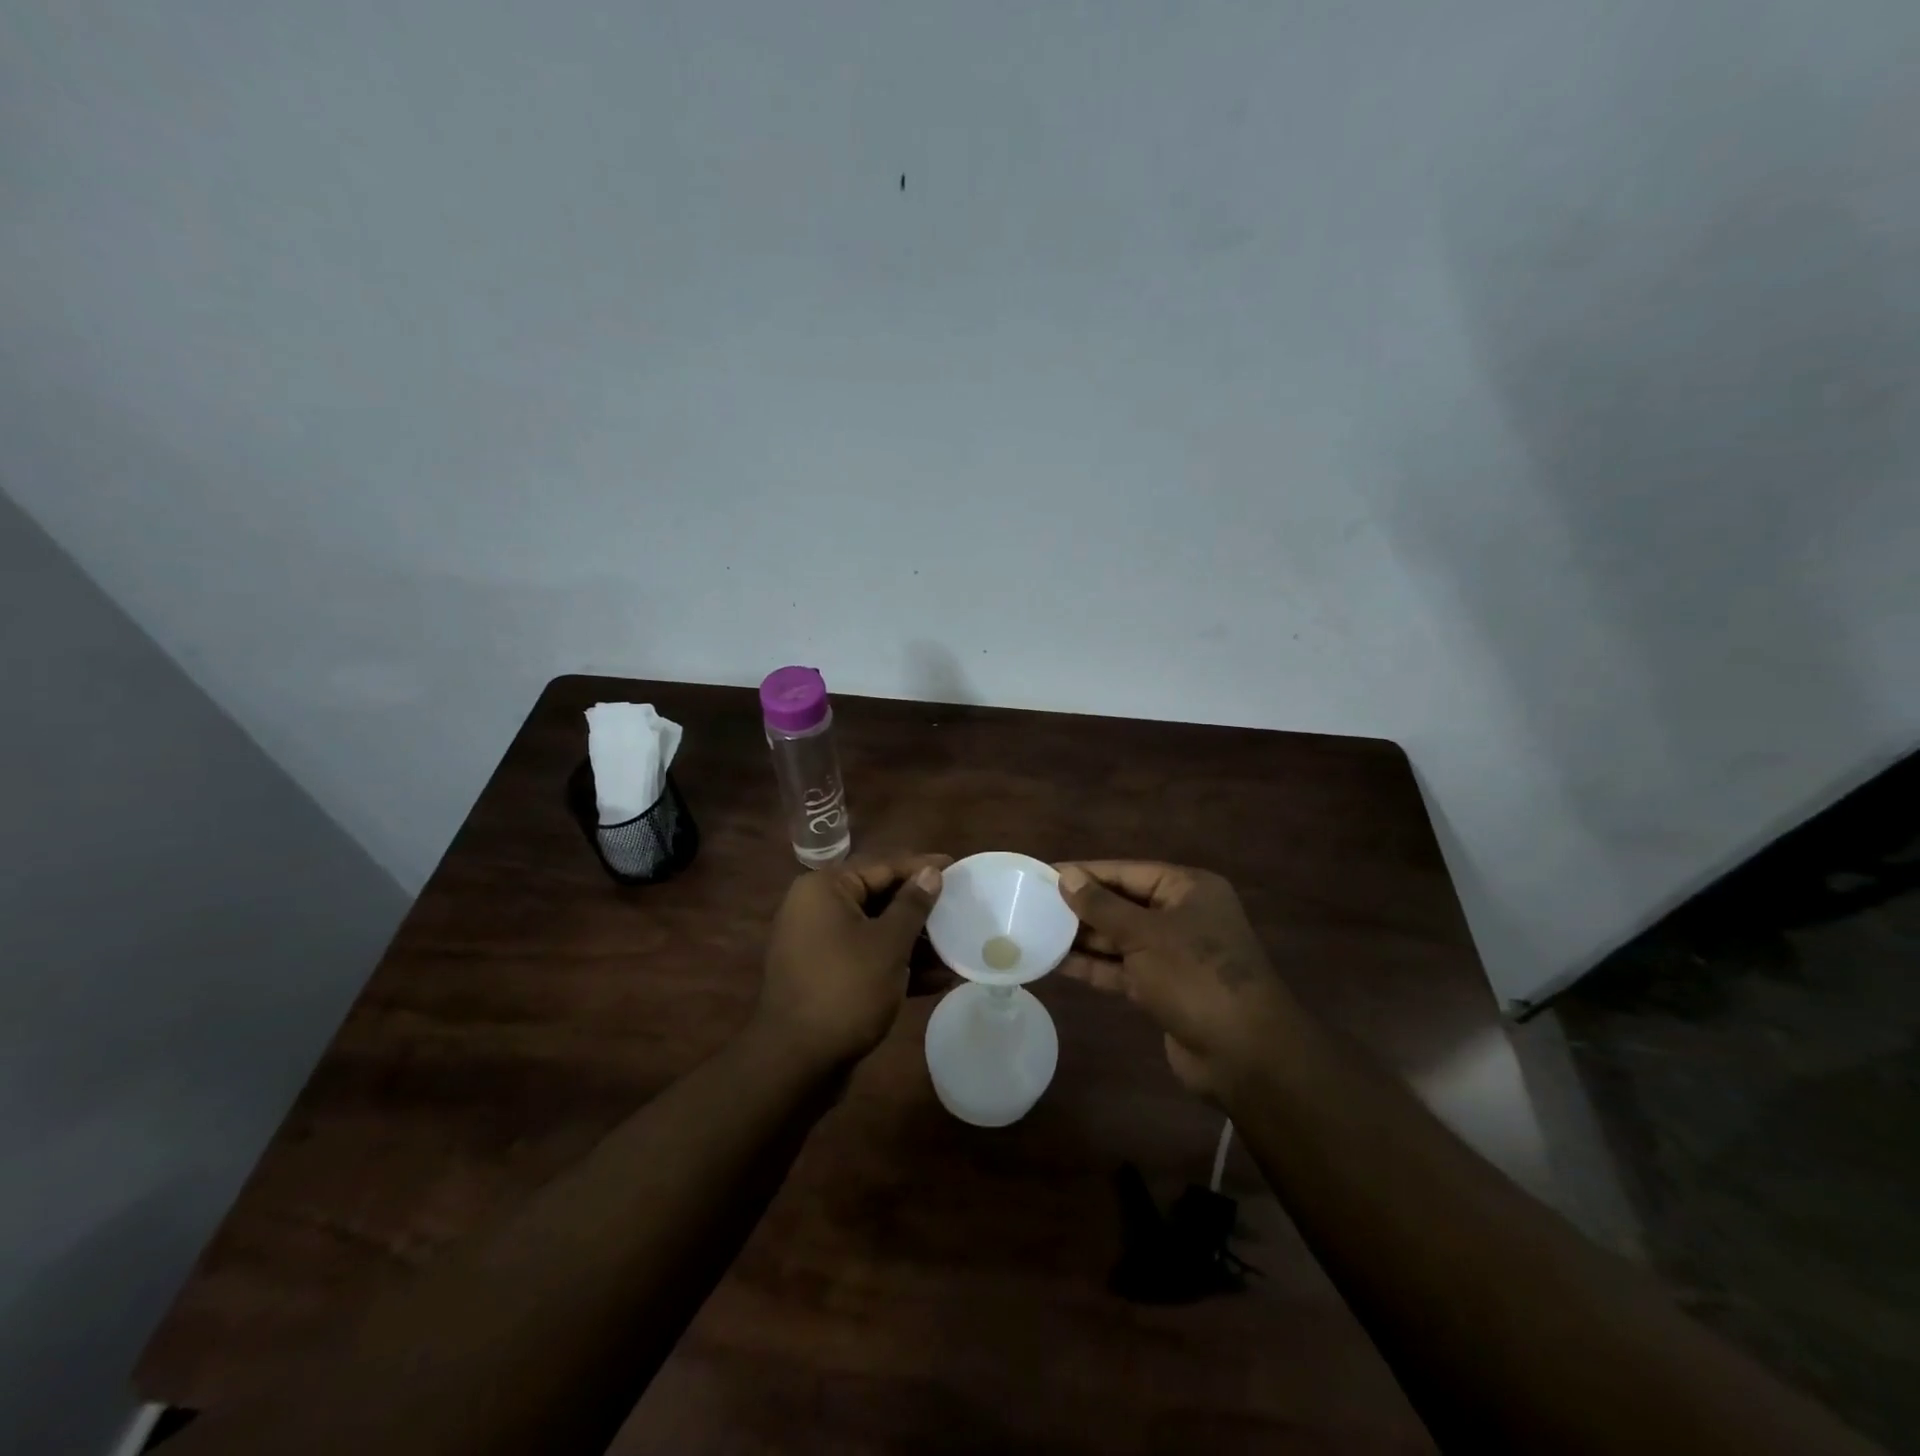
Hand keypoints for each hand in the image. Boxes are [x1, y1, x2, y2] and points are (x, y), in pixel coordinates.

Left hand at [756, 852, 950, 1068]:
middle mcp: (817, 909)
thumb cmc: (846, 989)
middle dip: (921, 909)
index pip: (882, 866)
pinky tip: (937, 979)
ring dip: (915, 942)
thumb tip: (931, 872)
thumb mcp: (888, 944)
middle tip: (960, 908)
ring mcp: (819, 944)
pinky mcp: (826, 976)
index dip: (921, 867)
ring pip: (876, 931)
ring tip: (957, 948)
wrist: (796, 1064)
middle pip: (879, 897)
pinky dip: (897, 965)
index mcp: (825, 889)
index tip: (957, 868)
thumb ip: (913, 905)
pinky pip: (867, 958)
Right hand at [1055, 862, 1291, 1101]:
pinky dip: (1094, 966)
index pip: (1128, 872)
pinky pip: (1122, 969)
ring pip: (1120, 938)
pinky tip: (1058, 963)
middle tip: (1034, 904)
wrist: (1245, 1055)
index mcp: (1188, 890)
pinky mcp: (1163, 989)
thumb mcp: (1145, 934)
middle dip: (1082, 907)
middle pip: (1123, 904)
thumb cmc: (1196, 977)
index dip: (1087, 873)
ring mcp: (1173, 955)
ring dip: (1083, 938)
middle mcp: (1182, 916)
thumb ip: (1102, 906)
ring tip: (1037, 931)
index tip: (1045, 875)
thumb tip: (1066, 876)